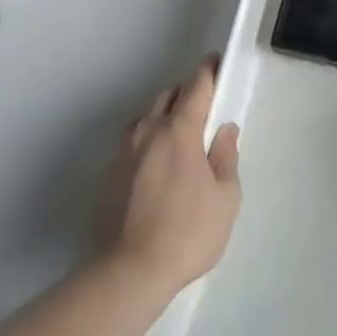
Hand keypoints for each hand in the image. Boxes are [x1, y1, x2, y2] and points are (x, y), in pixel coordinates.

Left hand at [104, 58, 241, 295]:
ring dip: (163, 116)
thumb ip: (226, 156)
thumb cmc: (189, 231)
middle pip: (167, 96)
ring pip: (146, 117)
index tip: (216, 62)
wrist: (131, 272)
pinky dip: (148, 139)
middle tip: (204, 107)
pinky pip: (133, 141)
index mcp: (180, 130)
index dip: (208, 71)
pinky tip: (157, 162)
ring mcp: (125, 153)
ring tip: (179, 136)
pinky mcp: (110, 175)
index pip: (195, 87)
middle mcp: (148, 132)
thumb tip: (224, 130)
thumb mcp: (226, 196)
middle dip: (186, 93)